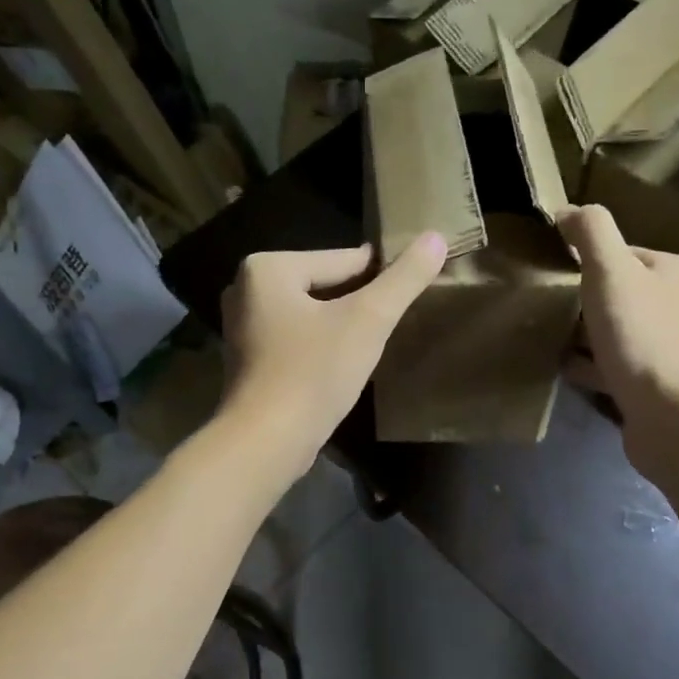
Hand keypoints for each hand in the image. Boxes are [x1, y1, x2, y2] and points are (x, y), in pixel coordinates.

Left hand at [220, 234, 446, 478]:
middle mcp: (245, 290)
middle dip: (358, 304)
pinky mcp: (249, 362)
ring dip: (341, 327)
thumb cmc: (313, 373)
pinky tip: (343, 367)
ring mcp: (243, 329)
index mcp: (268, 268)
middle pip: (325, 287)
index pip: (343, 260)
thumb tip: (436, 237)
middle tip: (395, 323)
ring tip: (375, 345)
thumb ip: (403, 280)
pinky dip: (320, 348)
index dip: (382, 276)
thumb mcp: (368, 321)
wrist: (265, 442)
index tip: (412, 288)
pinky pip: (297, 341)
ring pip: (311, 316)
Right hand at [556, 205, 678, 479]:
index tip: (549, 273)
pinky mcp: (653, 388)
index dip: (584, 260)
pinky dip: (588, 367)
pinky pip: (612, 368)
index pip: (621, 253)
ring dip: (582, 336)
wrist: (677, 419)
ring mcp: (666, 351)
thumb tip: (567, 210)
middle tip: (541, 308)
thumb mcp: (611, 272)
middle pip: (616, 294)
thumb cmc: (644, 338)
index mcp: (671, 272)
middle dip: (581, 300)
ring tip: (544, 337)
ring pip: (614, 333)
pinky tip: (562, 369)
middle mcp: (675, 307)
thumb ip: (590, 233)